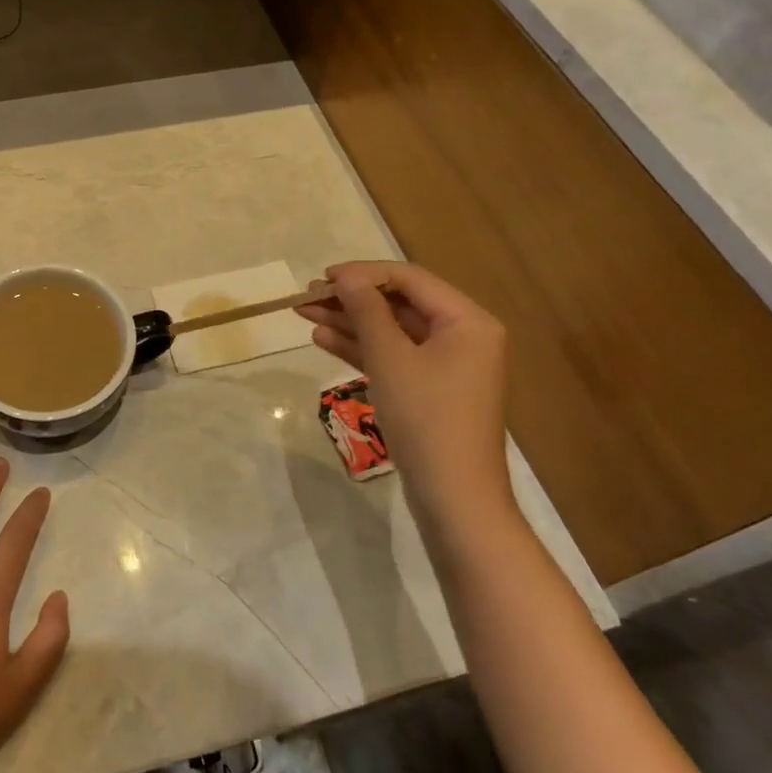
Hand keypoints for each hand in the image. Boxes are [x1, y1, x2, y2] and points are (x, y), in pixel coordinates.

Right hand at [297, 261, 513, 529]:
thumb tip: (346, 277)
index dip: (363, 274)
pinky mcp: (431, 390)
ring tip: (305, 315)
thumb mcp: (390, 358)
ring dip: (350, 323)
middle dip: (352, 300)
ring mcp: (447, 366)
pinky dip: (362, 349)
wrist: (453, 498)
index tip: (322, 278)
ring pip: (392, 331)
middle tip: (307, 297)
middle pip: (399, 304)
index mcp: (467, 321)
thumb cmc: (425, 418)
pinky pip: (394, 357)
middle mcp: (462, 336)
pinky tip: (324, 341)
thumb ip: (366, 311)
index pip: (409, 279)